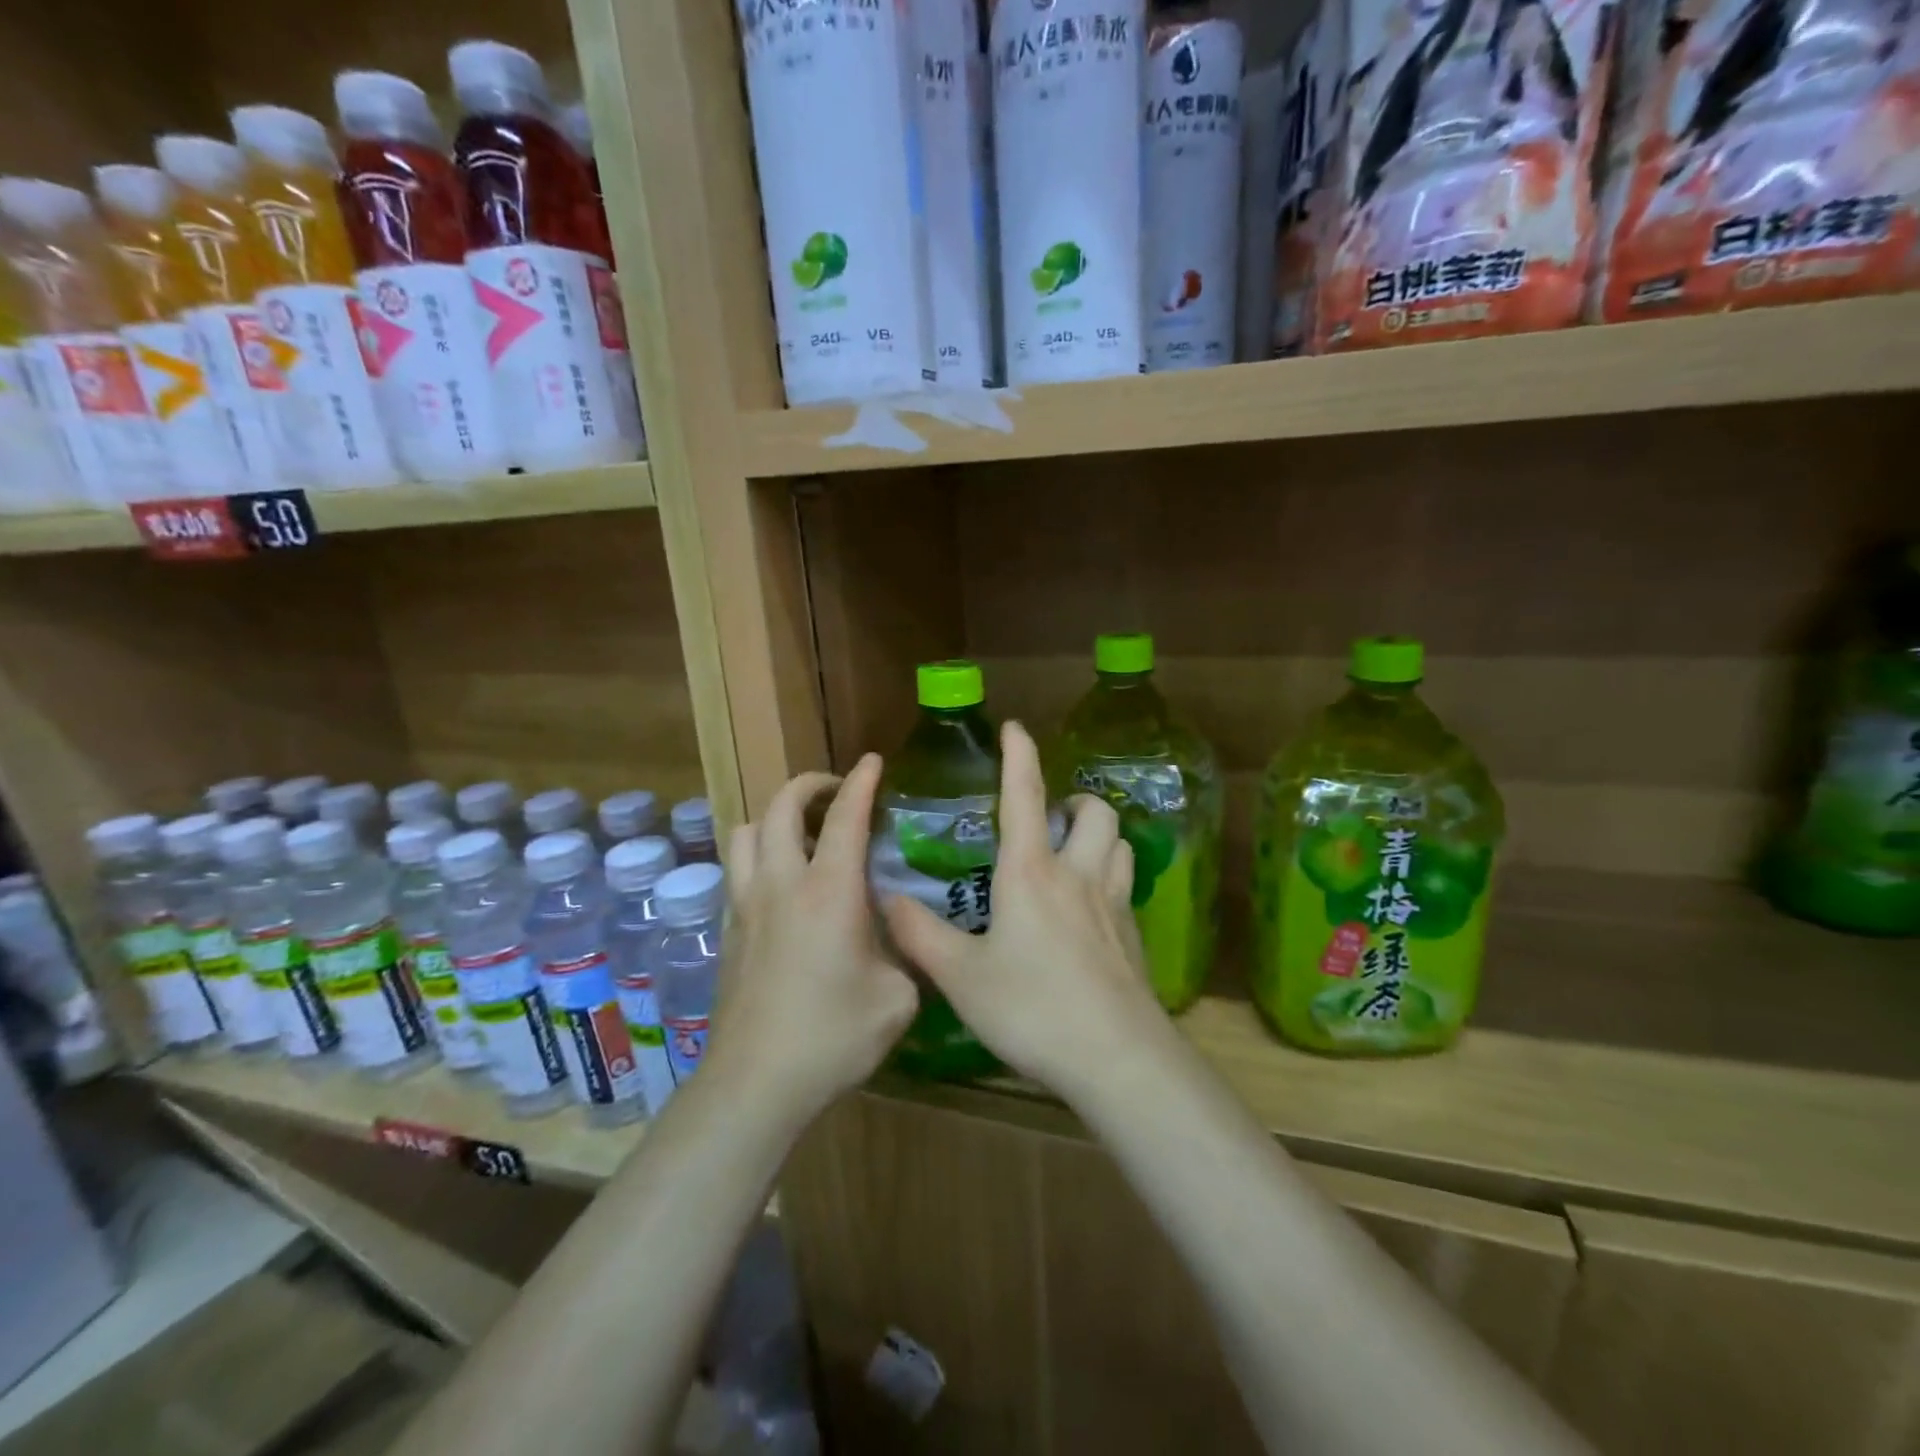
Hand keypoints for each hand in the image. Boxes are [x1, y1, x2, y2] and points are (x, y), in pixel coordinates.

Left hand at [710, 754, 917, 1123]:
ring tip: (802, 833)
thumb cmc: (834, 1036)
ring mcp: (746, 905)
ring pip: (746, 832)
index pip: (844, 817)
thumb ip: (907, 954)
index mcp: (829, 891)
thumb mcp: (897, 997)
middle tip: (835, 792)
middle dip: (808, 785)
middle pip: (780, 807)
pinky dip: (759, 856)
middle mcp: (781, 884)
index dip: (860, 782)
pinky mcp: (727, 930)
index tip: (872, 763)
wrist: (756, 1082)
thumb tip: (908, 937)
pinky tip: (781, 885)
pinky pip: (737, 870)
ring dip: (774, 818)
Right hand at [881, 721, 1175, 1102]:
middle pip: (1093, 812)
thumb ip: (920, 935)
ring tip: (1075, 851)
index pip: (1024, 796)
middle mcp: (1077, 875)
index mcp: (1030, 872)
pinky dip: (1110, 877)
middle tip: (1052, 817)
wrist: (1115, 1057)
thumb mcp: (961, 976)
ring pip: (1119, 843)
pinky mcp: (1133, 937)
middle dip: (1075, 800)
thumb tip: (888, 900)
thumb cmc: (1031, 1008)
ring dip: (1098, 834)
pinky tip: (1091, 910)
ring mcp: (1113, 905)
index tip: (1014, 728)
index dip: (1018, 755)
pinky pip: (1126, 887)